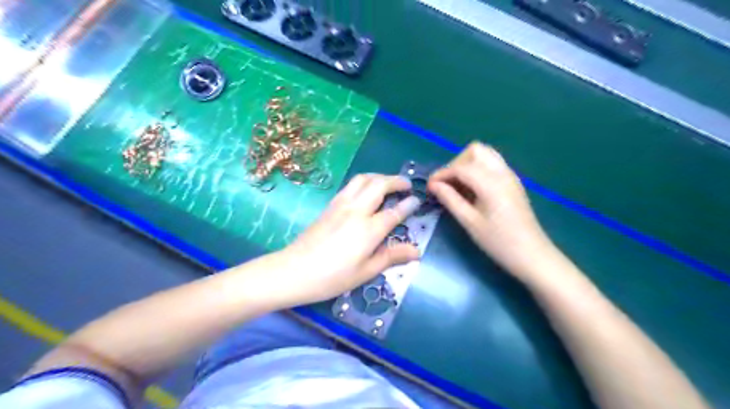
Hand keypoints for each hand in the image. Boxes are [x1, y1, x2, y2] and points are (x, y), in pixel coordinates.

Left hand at [274, 174, 421, 304]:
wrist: (294, 271)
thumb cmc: (332, 277)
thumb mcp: (366, 272)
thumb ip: (391, 256)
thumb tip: (416, 251)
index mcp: (369, 229)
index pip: (394, 212)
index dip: (408, 205)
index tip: (417, 200)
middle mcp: (356, 210)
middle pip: (379, 185)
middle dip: (396, 181)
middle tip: (407, 186)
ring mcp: (341, 205)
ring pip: (363, 179)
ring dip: (379, 177)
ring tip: (388, 183)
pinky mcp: (330, 205)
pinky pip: (350, 185)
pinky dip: (364, 182)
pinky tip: (366, 191)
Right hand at [429, 143, 553, 278]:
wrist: (532, 255)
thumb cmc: (498, 242)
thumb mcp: (469, 222)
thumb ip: (450, 199)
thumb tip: (434, 185)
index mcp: (490, 182)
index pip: (460, 167)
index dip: (441, 174)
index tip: (429, 187)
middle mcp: (502, 172)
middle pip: (475, 151)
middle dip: (456, 163)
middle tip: (446, 185)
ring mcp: (510, 176)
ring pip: (485, 155)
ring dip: (467, 164)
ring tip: (458, 186)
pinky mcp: (512, 183)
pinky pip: (492, 165)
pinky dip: (478, 170)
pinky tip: (472, 190)